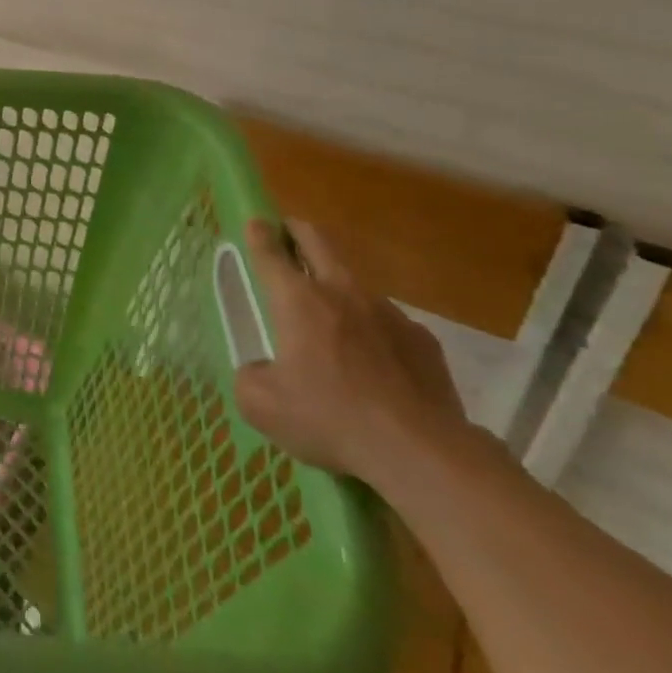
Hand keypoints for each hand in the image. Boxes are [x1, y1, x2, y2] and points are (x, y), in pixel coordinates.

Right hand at [233, 220, 469, 485]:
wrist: (421, 452)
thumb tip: (258, 370)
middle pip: (319, 243)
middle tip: (287, 232)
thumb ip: (249, 377)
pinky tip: (372, 361)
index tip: (254, 220)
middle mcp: (342, 294)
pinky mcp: (422, 341)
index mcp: (298, 302)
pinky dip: (372, 329)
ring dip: (336, 285)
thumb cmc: (330, 418)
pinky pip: (387, 322)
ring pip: (354, 283)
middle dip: (298, 231)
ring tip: (330, 313)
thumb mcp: (262, 405)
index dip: (259, 234)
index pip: (271, 254)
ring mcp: (388, 314)